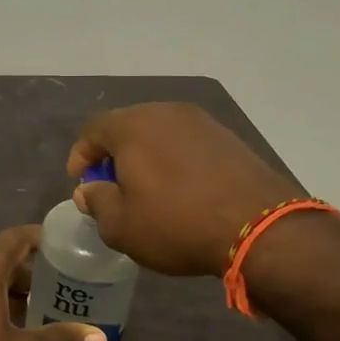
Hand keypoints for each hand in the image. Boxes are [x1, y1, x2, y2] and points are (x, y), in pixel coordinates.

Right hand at [67, 103, 300, 276]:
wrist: (259, 227)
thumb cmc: (176, 224)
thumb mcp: (121, 226)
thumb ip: (97, 202)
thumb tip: (89, 190)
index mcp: (133, 126)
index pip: (94, 129)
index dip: (81, 154)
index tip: (80, 181)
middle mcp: (166, 112)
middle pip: (129, 127)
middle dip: (114, 154)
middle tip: (112, 184)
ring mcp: (203, 122)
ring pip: (161, 134)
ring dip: (148, 157)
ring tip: (148, 189)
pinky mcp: (230, 138)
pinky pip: (189, 144)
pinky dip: (176, 161)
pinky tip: (182, 189)